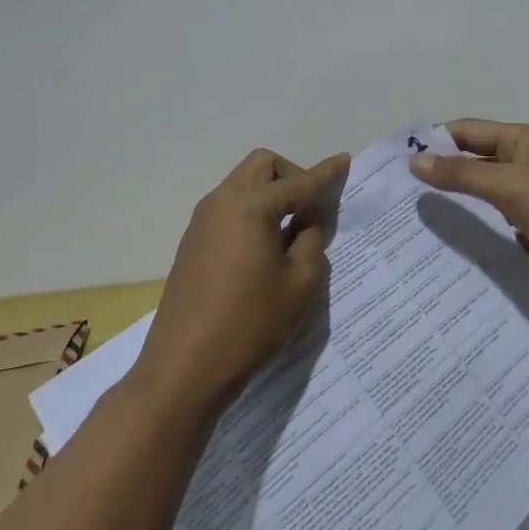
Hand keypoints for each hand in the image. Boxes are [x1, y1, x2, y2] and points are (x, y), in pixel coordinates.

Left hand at [134, 147, 349, 413]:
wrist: (183, 368)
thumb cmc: (249, 324)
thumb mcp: (299, 285)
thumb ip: (310, 242)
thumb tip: (306, 223)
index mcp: (251, 207)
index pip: (298, 182)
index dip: (326, 173)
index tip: (345, 161)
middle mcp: (222, 202)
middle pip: (262, 166)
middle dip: (292, 175)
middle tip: (311, 208)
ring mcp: (202, 222)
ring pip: (243, 184)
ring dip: (270, 193)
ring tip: (291, 231)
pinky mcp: (192, 243)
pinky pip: (229, 208)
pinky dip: (252, 212)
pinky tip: (264, 248)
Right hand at [410, 120, 528, 298]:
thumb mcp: (509, 185)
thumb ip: (461, 174)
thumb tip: (415, 161)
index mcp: (521, 140)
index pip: (467, 132)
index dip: (434, 143)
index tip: (397, 164)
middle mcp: (526, 163)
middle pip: (475, 164)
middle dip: (442, 179)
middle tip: (401, 201)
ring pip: (487, 198)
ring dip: (461, 209)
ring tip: (417, 227)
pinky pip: (502, 227)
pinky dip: (482, 235)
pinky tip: (454, 252)